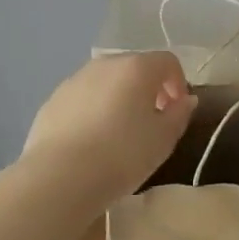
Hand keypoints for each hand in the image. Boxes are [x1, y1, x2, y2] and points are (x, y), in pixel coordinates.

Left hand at [21, 53, 198, 205]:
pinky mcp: (52, 101)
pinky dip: (94, 110)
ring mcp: (74, 80)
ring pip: (106, 82)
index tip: (177, 111)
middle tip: (152, 121)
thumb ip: (179, 114)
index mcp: (137, 68)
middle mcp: (105, 65)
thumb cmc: (122, 155)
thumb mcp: (163, 139)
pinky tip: (92, 141)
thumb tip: (186, 100)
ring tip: (120, 133)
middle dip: (149, 89)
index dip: (179, 83)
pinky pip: (83, 98)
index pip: (168, 62)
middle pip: (135, 68)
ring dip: (119, 98)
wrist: (60, 177)